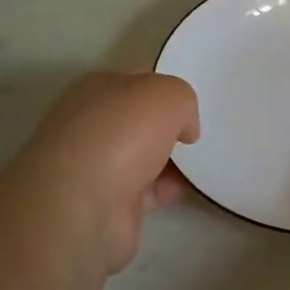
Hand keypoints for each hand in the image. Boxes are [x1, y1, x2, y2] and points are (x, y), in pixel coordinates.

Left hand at [0, 71, 200, 277]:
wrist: (81, 208)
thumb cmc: (121, 136)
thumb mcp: (167, 95)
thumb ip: (183, 101)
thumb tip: (183, 129)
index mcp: (97, 89)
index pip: (139, 81)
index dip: (170, 90)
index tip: (197, 104)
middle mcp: (92, 124)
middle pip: (143, 120)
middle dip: (173, 127)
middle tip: (206, 132)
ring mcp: (97, 166)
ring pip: (147, 155)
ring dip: (174, 160)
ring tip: (207, 161)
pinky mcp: (108, 203)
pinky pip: (149, 190)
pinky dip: (170, 189)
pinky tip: (191, 188)